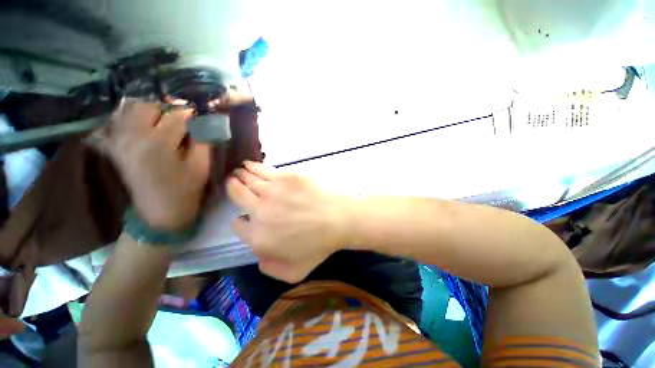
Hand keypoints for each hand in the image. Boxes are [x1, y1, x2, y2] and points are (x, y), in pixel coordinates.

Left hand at [95, 101, 210, 230]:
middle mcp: (132, 136)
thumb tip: (202, 120)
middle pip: (147, 106)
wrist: (160, 211)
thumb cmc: (186, 189)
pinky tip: (144, 126)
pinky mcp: (114, 147)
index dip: (192, 114)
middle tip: (181, 120)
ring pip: (129, 110)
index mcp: (158, 143)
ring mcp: (119, 141)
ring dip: (150, 111)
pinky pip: (116, 122)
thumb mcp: (201, 165)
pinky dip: (130, 118)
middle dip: (167, 109)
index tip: (201, 117)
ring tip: (164, 122)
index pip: (176, 115)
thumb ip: (203, 139)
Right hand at [227, 161, 352, 282]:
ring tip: (239, 171)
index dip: (238, 221)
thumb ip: (270, 268)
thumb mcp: (294, 272)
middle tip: (233, 182)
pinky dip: (253, 167)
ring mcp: (272, 191)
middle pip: (237, 195)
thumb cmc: (319, 246)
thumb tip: (258, 255)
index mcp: (259, 236)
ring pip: (248, 179)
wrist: (339, 219)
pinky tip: (250, 164)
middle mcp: (260, 211)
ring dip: (240, 175)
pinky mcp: (286, 177)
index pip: (237, 226)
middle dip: (232, 187)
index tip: (241, 217)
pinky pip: (263, 170)